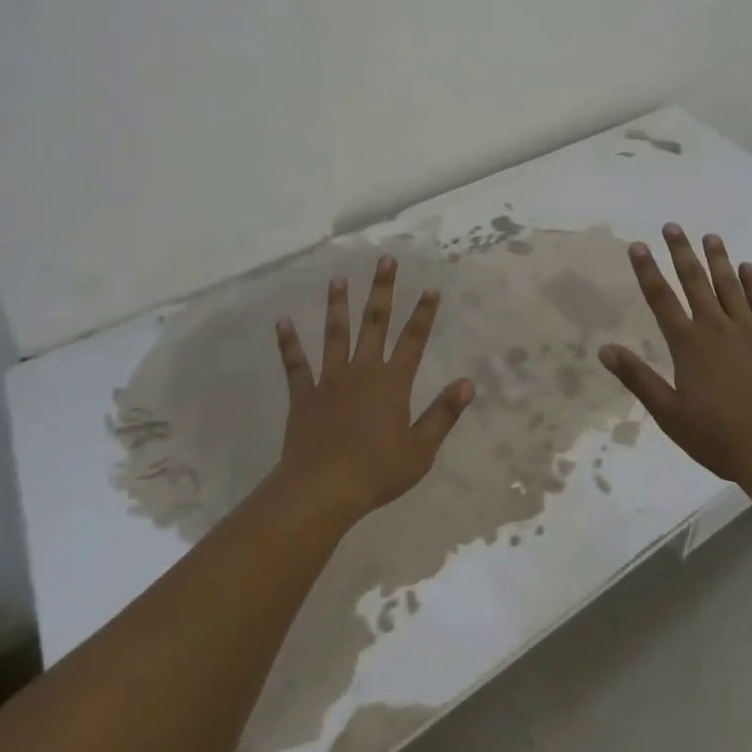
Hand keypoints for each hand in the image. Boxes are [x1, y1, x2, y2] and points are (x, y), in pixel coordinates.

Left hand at [271, 256, 474, 527]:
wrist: (322, 491)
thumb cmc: (376, 473)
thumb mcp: (420, 450)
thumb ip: (443, 413)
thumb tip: (468, 382)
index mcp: (392, 383)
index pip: (413, 340)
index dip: (424, 314)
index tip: (431, 287)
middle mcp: (362, 370)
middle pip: (375, 322)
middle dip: (382, 289)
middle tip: (385, 260)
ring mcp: (331, 379)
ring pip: (336, 333)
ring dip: (338, 305)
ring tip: (338, 279)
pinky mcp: (304, 394)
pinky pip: (296, 364)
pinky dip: (289, 343)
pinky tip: (282, 322)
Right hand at [599, 224, 751, 493]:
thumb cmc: (721, 439)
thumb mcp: (670, 415)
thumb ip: (638, 378)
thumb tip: (604, 349)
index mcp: (688, 345)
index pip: (661, 299)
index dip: (647, 271)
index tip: (638, 245)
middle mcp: (716, 328)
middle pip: (695, 282)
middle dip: (681, 252)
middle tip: (673, 226)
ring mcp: (751, 332)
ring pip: (730, 286)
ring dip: (718, 259)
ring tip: (710, 236)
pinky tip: (748, 268)